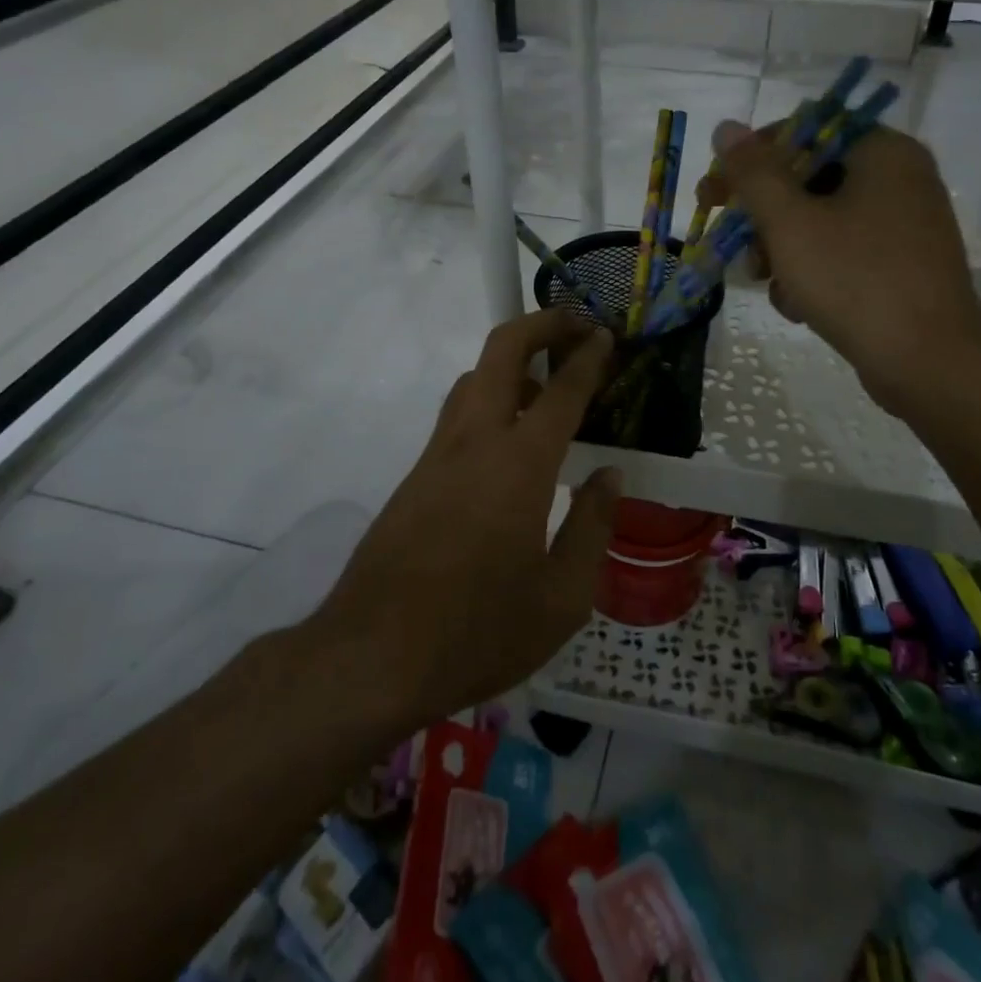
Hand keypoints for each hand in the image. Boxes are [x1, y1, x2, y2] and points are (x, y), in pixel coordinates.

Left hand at [315, 311, 620, 724]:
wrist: (371, 657)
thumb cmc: (478, 631)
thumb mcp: (562, 598)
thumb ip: (593, 527)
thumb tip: (609, 477)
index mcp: (519, 465)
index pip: (561, 390)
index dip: (588, 356)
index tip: (606, 336)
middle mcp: (474, 441)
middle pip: (501, 351)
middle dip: (541, 325)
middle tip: (575, 328)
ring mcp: (438, 454)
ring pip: (474, 378)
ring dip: (512, 363)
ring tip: (549, 387)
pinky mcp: (416, 475)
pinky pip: (459, 413)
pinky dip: (491, 399)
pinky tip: (512, 443)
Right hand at [701, 119, 980, 419]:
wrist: (928, 363)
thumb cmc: (855, 281)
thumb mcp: (790, 223)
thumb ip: (753, 172)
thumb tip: (726, 127)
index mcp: (882, 152)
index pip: (801, 132)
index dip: (749, 161)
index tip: (713, 195)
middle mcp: (900, 178)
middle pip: (808, 180)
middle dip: (763, 217)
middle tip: (731, 243)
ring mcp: (904, 224)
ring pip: (820, 220)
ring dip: (781, 249)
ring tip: (765, 282)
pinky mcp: (902, 264)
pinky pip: (842, 251)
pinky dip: (812, 271)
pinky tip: (797, 305)